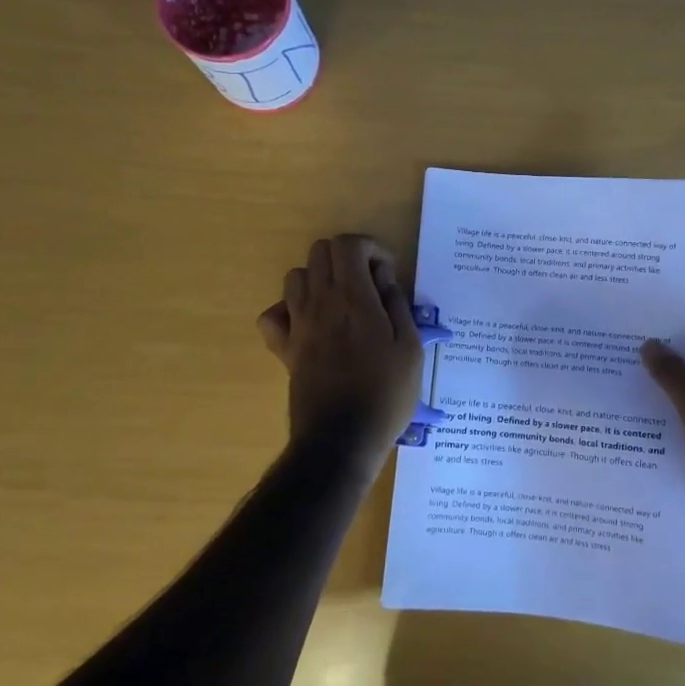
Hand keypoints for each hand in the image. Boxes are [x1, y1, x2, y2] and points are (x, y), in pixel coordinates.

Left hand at [256, 236, 423, 466]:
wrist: (341, 440)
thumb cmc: (385, 395)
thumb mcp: (411, 348)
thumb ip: (397, 305)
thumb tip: (384, 278)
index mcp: (354, 299)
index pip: (348, 245)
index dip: (370, 248)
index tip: (387, 273)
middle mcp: (320, 303)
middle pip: (320, 252)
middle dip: (347, 258)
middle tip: (370, 286)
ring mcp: (297, 325)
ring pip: (296, 276)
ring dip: (320, 279)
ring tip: (343, 304)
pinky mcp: (284, 348)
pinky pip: (273, 314)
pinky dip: (289, 310)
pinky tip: (310, 324)